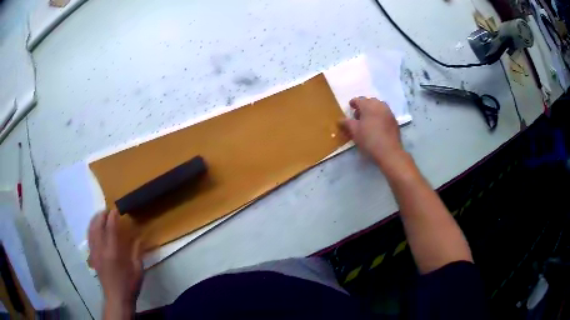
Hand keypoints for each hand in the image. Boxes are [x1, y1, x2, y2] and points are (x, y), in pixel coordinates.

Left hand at [88, 209, 142, 317]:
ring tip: (100, 215)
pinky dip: (91, 229)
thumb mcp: (137, 269)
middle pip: (97, 227)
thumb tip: (139, 237)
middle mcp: (101, 249)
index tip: (115, 209)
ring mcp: (95, 253)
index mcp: (113, 252)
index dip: (112, 217)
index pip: (110, 229)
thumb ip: (137, 251)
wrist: (117, 297)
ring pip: (91, 231)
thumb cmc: (129, 284)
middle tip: (107, 210)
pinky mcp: (92, 257)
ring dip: (94, 220)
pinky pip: (89, 238)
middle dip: (101, 216)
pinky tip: (94, 228)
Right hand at [339, 97, 404, 169]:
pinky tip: (376, 126)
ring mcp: (389, 113)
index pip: (359, 100)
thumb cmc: (369, 139)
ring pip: (379, 107)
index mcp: (368, 105)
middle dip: (364, 106)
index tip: (350, 106)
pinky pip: (385, 114)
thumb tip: (340, 120)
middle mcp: (380, 105)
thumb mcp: (354, 132)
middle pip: (370, 101)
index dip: (353, 103)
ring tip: (367, 120)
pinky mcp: (394, 121)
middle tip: (358, 115)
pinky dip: (379, 116)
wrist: (389, 152)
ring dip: (372, 110)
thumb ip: (346, 123)